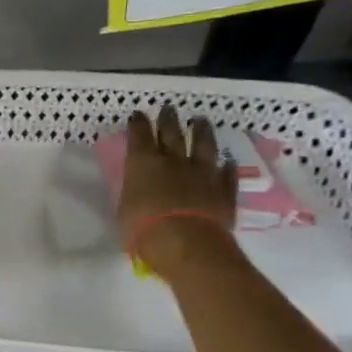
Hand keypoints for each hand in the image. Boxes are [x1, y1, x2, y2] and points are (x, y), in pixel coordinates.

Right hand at [116, 107, 236, 274]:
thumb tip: (139, 188)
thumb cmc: (142, 228)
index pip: (139, 136)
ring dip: (202, 131)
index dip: (138, 124)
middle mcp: (173, 161)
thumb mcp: (125, 208)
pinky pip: (226, 175)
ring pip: (203, 145)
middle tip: (168, 108)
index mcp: (143, 163)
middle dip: (168, 119)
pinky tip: (227, 163)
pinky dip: (226, 168)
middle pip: (172, 133)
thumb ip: (134, 192)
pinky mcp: (224, 190)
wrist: (186, 242)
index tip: (138, 114)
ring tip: (201, 120)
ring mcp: (203, 173)